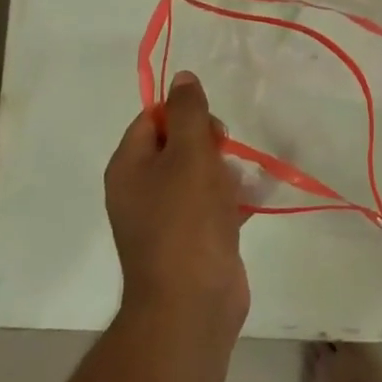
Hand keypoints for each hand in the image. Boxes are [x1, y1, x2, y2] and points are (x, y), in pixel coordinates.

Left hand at [106, 71, 249, 337]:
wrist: (193, 304)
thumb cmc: (186, 220)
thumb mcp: (189, 153)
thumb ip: (188, 111)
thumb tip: (182, 77)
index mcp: (128, 167)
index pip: (152, 119)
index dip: (183, 114)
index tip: (210, 127)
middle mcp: (140, 190)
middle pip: (177, 145)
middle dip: (208, 144)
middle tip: (225, 156)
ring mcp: (165, 219)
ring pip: (197, 175)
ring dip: (224, 171)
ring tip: (241, 182)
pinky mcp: (191, 242)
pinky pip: (211, 206)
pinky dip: (230, 200)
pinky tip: (253, 200)